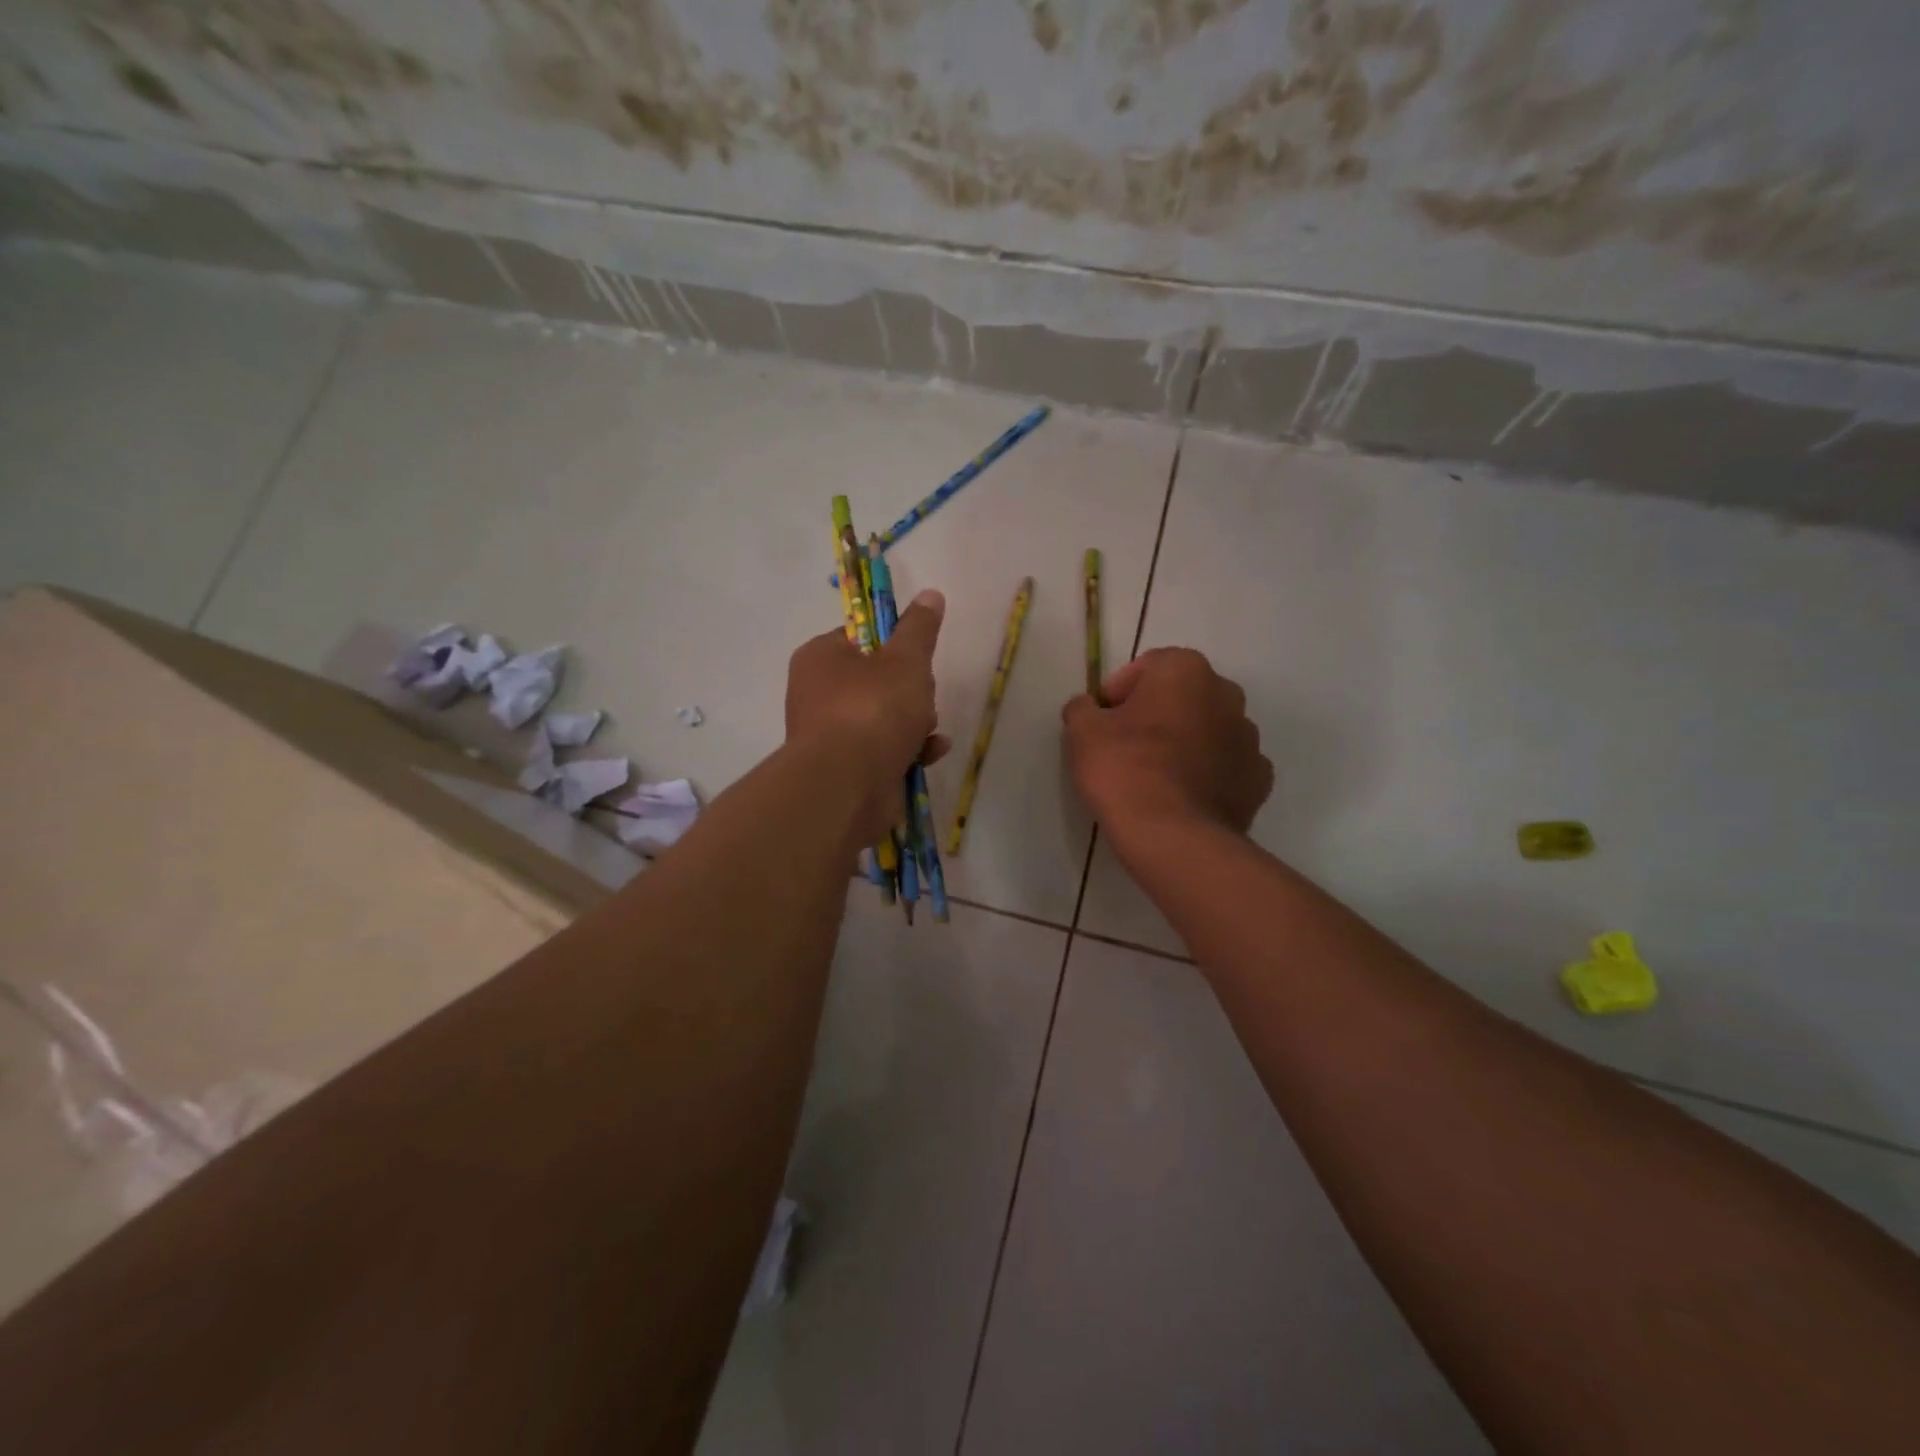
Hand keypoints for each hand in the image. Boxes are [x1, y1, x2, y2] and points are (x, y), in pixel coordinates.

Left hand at [786, 590, 950, 844]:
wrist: (847, 786)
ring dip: (915, 722)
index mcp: (820, 658)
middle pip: (876, 680)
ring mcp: (829, 735)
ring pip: (883, 718)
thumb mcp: (906, 660)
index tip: (916, 658)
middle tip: (923, 697)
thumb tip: (930, 594)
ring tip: (928, 731)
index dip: (894, 645)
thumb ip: (919, 629)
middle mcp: (816, 693)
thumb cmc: (872, 710)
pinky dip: (908, 750)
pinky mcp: (844, 769)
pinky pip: (882, 750)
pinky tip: (931, 753)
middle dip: (911, 690)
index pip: (860, 637)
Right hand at [1063, 647, 1271, 841]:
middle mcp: (1227, 694)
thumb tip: (1088, 708)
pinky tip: (1182, 797)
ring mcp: (1249, 739)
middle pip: (1182, 696)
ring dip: (1185, 743)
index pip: (1147, 667)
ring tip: (1155, 776)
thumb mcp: (1082, 732)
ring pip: (1208, 731)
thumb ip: (1083, 708)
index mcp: (1186, 671)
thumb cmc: (1125, 769)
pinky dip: (1207, 775)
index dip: (1119, 692)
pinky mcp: (1259, 780)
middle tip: (1126, 746)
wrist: (1173, 836)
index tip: (1102, 721)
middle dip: (1157, 714)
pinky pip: (1225, 767)